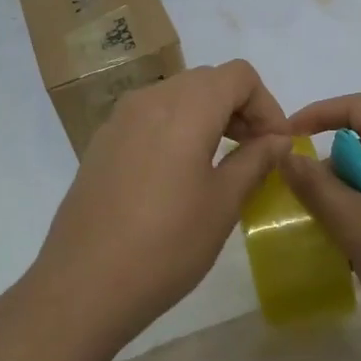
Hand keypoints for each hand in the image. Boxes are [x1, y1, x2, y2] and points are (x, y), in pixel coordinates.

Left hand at [32, 61, 290, 351]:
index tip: (276, 144)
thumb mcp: (223, 203)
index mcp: (185, 107)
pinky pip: (150, 117)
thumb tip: (278, 140)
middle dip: (239, 108)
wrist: (83, 285)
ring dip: (208, 116)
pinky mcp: (102, 142)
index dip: (266, 104)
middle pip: (207, 80)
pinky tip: (179, 175)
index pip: (238, 75)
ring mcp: (120, 119)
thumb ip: (255, 161)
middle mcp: (150, 99)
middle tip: (256, 152)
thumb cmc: (166, 245)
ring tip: (222, 163)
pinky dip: (177, 128)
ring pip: (177, 96)